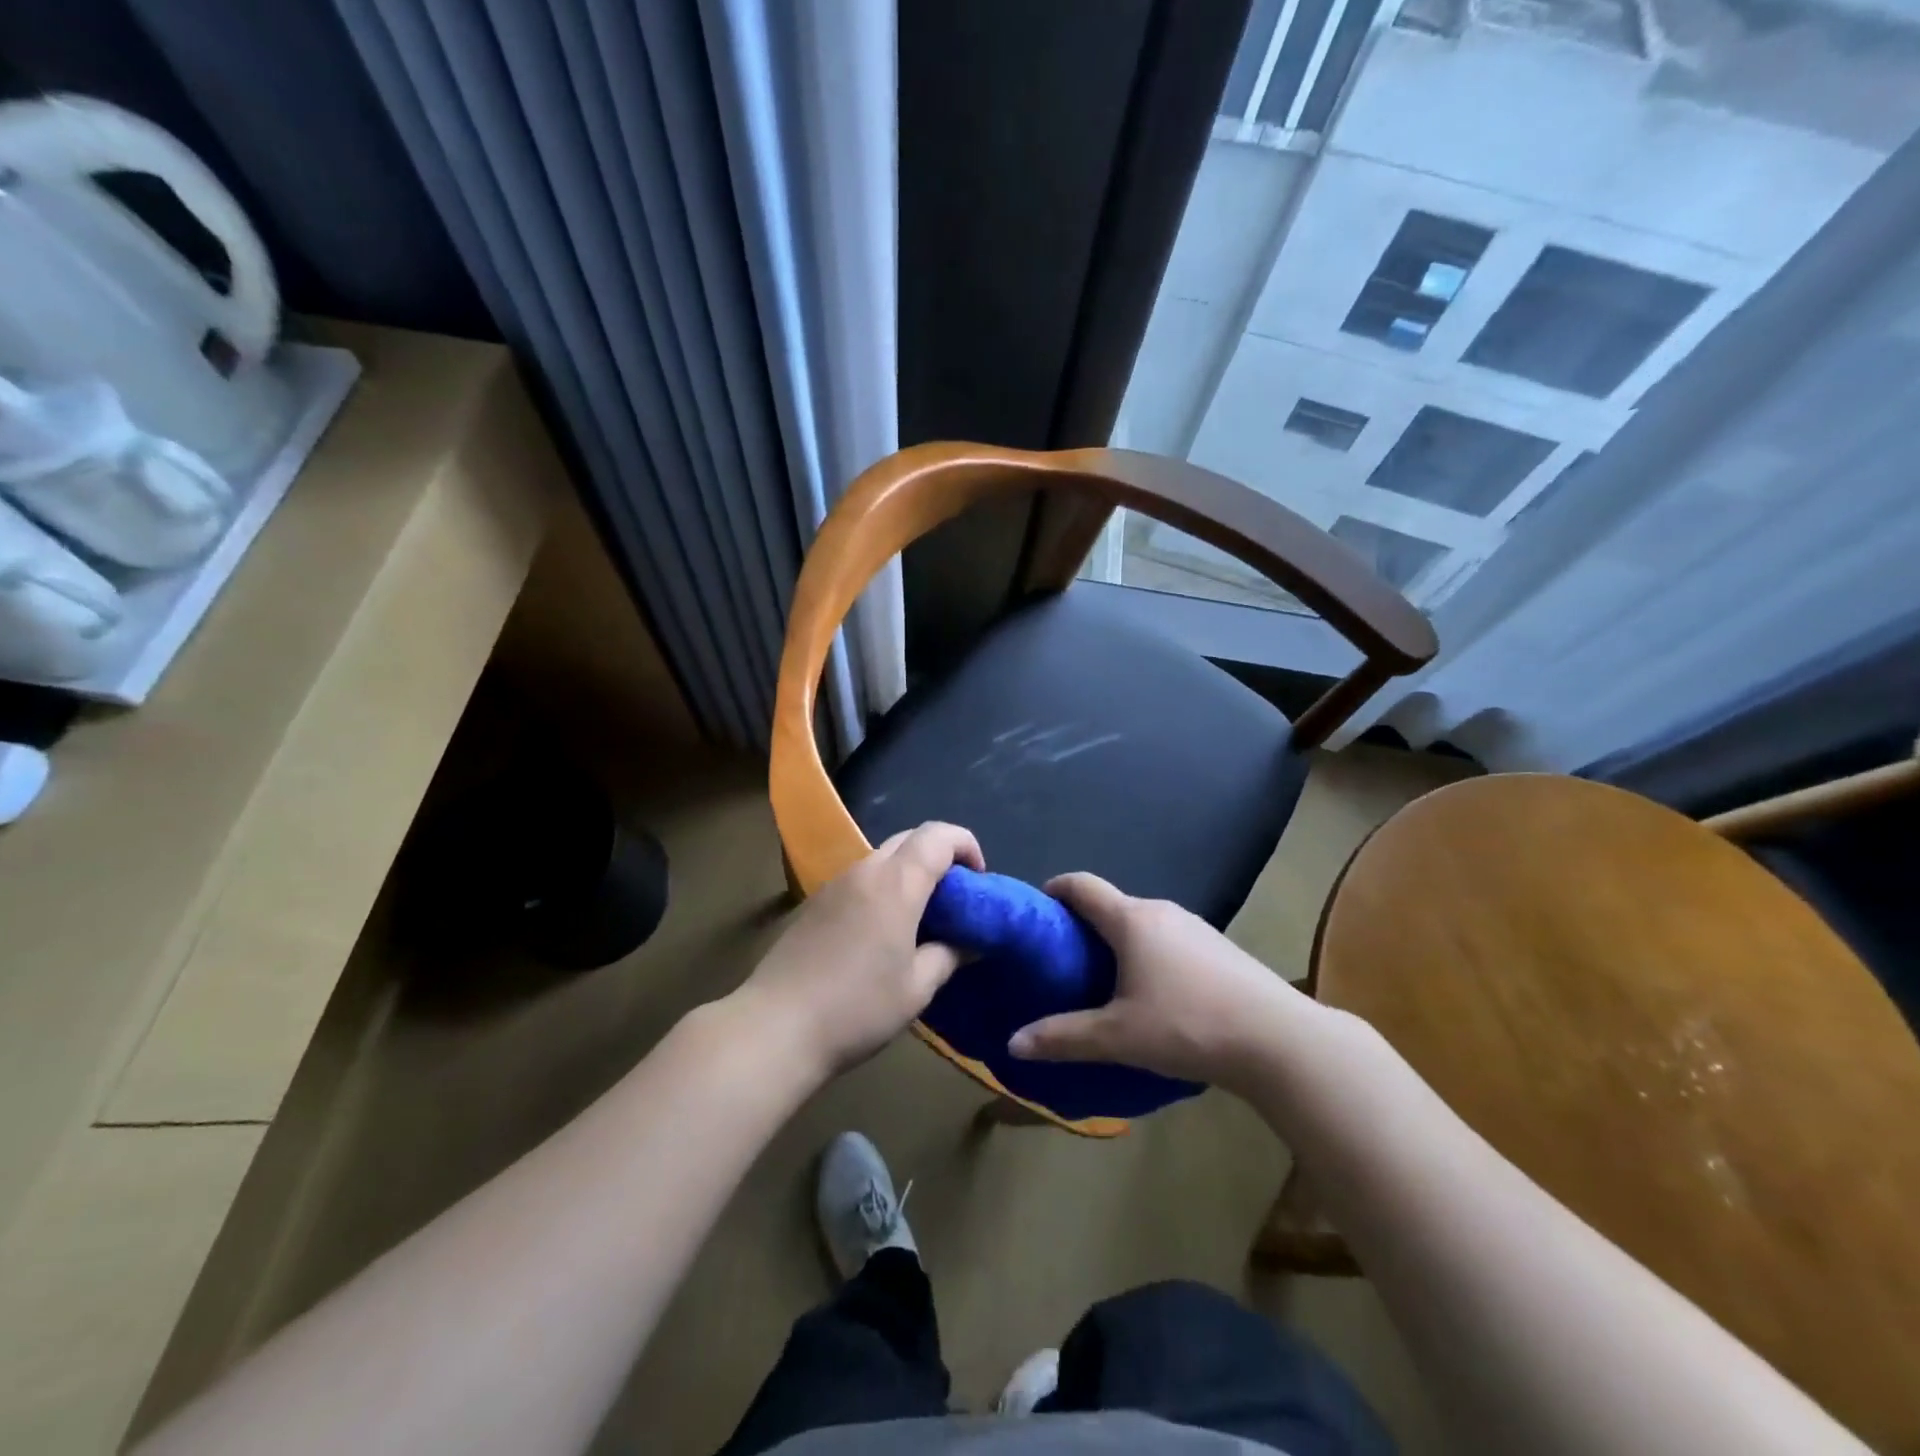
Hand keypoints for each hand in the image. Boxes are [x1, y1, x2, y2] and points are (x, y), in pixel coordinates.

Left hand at [738, 822, 983, 1079]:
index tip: (978, 878)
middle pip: (909, 839)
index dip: (966, 845)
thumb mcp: (917, 988)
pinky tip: (882, 931)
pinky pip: (859, 878)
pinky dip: (883, 888)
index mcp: (896, 883)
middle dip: (939, 856)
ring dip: (909, 872)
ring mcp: (834, 884)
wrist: (776, 1027)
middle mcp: (864, 871)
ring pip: (882, 857)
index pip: (938, 836)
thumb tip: (969, 942)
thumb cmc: (857, 1008)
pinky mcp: (814, 903)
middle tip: (954, 897)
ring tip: (920, 916)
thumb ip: (949, 955)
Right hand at [1007, 872, 1314, 1088]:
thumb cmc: (1188, 1025)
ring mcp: (1195, 926)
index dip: (1055, 890)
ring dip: (1119, 942)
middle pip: (1112, 905)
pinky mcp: (1219, 946)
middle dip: (1084, 925)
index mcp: (1132, 920)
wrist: (1279, 1039)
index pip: (1082, 885)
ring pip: (1143, 924)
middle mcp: (1162, 911)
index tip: (1038, 910)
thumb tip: (1013, 1043)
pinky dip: (1149, 953)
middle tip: (1064, 960)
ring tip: (1104, 980)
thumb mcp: (1117, 1037)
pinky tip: (1154, 993)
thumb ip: (1063, 1038)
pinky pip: (1169, 939)